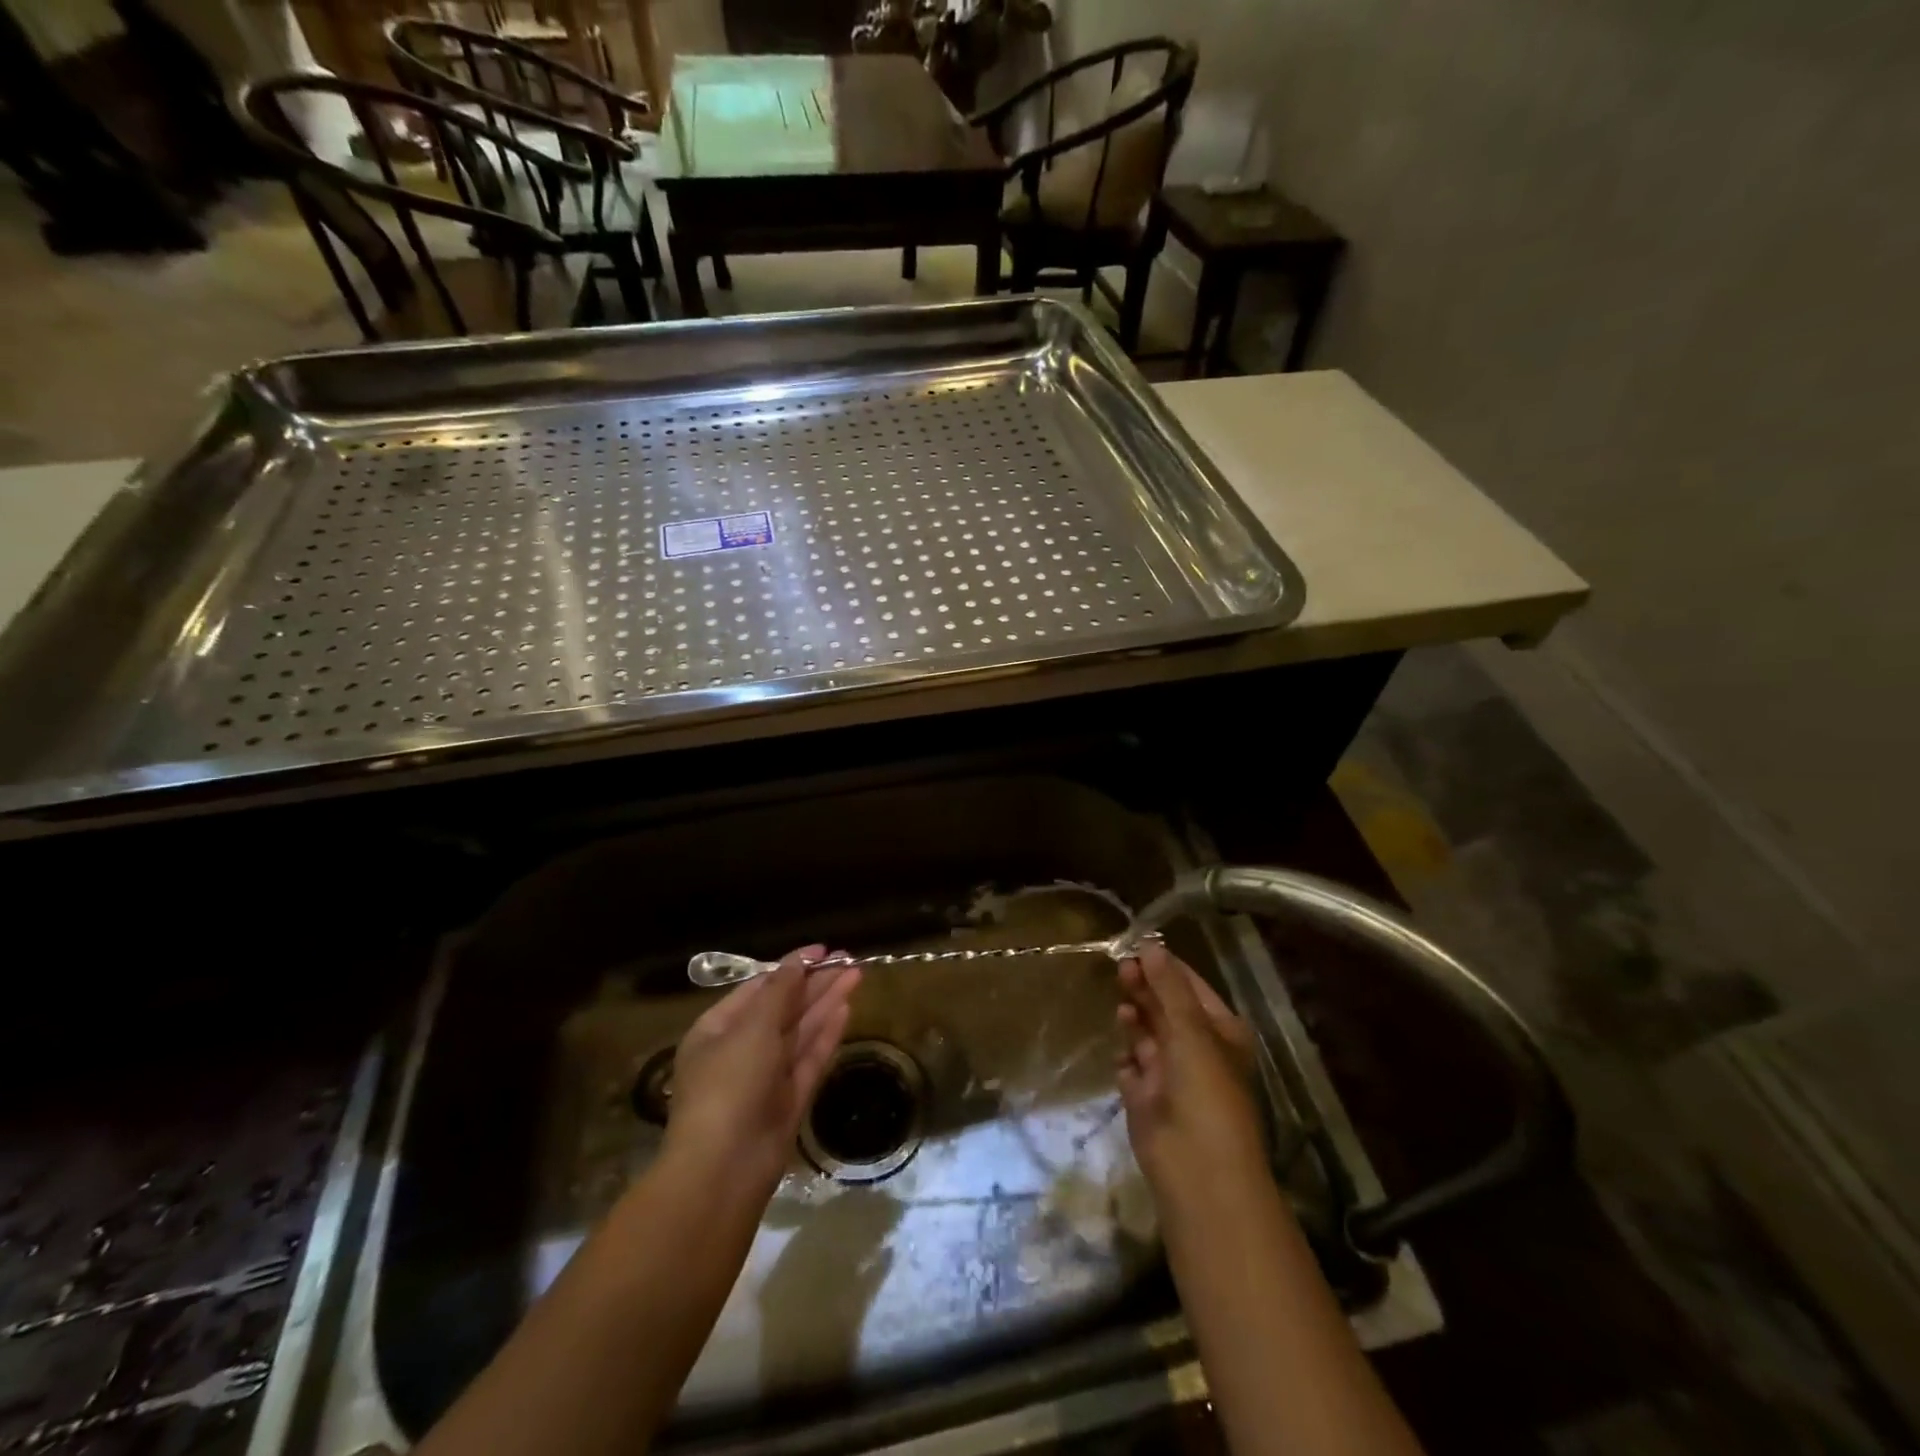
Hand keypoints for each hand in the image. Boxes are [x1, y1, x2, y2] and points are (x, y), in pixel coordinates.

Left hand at [665, 945, 860, 1196]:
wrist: (725, 1168)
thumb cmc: (729, 1084)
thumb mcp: (751, 1028)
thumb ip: (779, 992)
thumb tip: (797, 962)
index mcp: (718, 1029)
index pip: (758, 988)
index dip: (790, 967)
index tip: (822, 950)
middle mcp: (742, 1049)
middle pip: (784, 1007)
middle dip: (814, 983)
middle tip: (849, 960)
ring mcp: (768, 1076)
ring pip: (801, 1031)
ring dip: (827, 1002)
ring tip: (856, 974)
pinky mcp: (790, 1099)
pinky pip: (810, 1058)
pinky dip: (827, 1034)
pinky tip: (847, 1009)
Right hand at [1115, 944, 1264, 1194]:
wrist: (1198, 1169)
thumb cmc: (1206, 1090)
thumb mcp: (1191, 1030)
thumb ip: (1168, 987)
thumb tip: (1151, 944)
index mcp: (1221, 1032)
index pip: (1190, 987)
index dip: (1165, 967)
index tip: (1136, 945)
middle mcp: (1197, 1050)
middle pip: (1165, 1008)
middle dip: (1145, 989)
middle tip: (1120, 969)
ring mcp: (1170, 1075)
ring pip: (1146, 1035)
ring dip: (1134, 1019)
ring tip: (1122, 1009)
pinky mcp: (1146, 1098)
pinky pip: (1131, 1069)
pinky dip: (1126, 1061)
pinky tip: (1126, 1061)